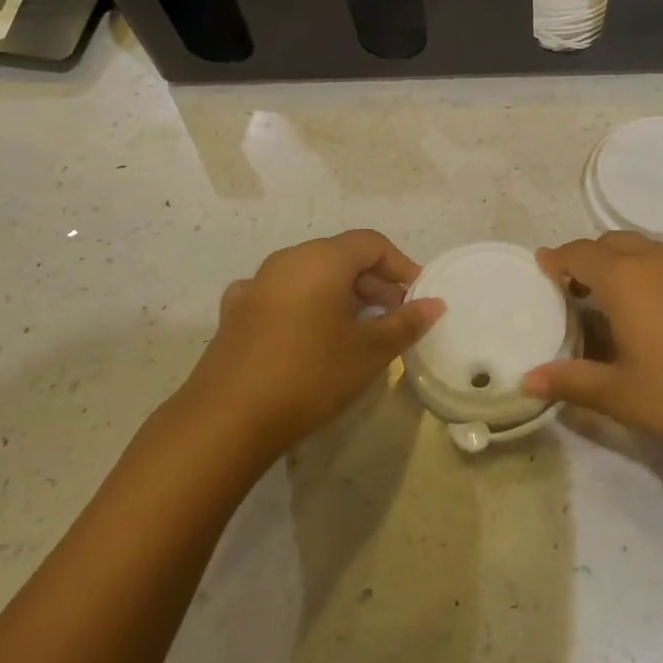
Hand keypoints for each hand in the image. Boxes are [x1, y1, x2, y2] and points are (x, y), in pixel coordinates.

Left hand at [176, 230, 443, 464]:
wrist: (227, 419)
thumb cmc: (311, 374)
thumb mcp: (370, 351)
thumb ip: (406, 322)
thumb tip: (435, 303)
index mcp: (321, 259)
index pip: (371, 243)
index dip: (401, 266)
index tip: (418, 297)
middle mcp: (287, 260)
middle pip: (341, 257)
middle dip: (374, 283)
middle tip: (396, 318)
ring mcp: (256, 285)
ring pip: (310, 277)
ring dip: (341, 296)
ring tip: (359, 331)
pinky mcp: (235, 313)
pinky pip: (281, 296)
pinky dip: (304, 307)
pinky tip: (308, 335)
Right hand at [523, 233, 662, 459]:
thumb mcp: (621, 395)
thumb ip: (571, 382)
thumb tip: (526, 380)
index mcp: (625, 279)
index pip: (580, 253)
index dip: (557, 258)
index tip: (541, 266)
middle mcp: (656, 262)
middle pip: (612, 242)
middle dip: (588, 257)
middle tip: (572, 288)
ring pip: (644, 249)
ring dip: (620, 262)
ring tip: (609, 299)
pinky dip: (647, 273)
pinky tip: (653, 312)